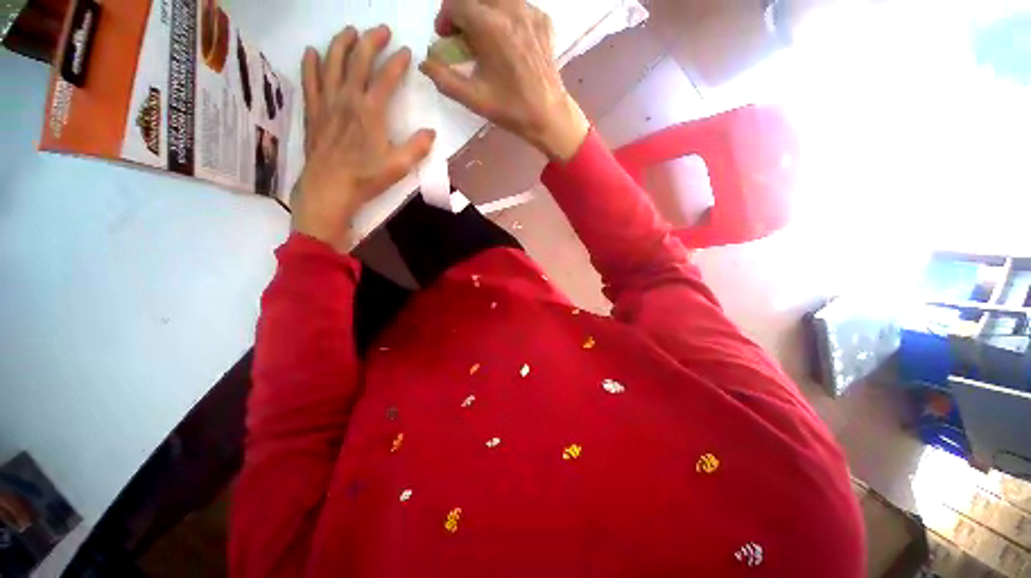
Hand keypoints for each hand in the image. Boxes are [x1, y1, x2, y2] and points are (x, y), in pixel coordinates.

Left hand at [293, 25, 435, 251]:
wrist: (329, 187)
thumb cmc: (366, 177)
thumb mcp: (399, 166)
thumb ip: (417, 147)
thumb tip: (431, 132)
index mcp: (371, 111)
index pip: (386, 78)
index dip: (398, 62)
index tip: (407, 51)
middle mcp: (347, 98)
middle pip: (358, 60)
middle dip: (371, 41)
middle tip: (382, 29)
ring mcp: (327, 102)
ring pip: (331, 62)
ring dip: (341, 43)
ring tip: (350, 31)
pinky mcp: (313, 110)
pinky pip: (310, 80)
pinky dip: (310, 63)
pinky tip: (312, 52)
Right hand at [420, 0, 589, 160]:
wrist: (548, 115)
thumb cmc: (511, 109)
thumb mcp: (473, 98)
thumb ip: (444, 78)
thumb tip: (425, 63)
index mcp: (490, 27)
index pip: (456, 4)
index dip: (444, 18)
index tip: (444, 37)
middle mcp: (510, 9)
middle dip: (461, 10)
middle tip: (461, 34)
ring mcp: (530, 11)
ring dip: (482, 9)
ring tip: (482, 35)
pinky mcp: (543, 19)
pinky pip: (516, 5)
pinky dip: (504, 15)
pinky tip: (505, 38)